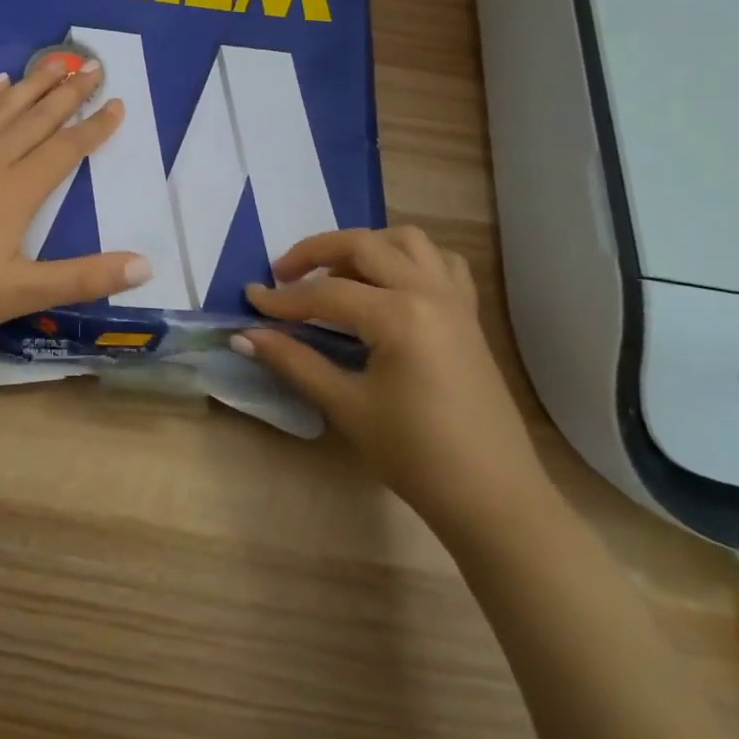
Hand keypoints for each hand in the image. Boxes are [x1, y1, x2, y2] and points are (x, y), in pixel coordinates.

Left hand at [0, 58, 151, 341]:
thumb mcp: (22, 292)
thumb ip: (84, 277)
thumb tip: (145, 265)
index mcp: (18, 190)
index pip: (67, 149)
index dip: (95, 127)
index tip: (118, 103)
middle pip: (38, 119)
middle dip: (69, 93)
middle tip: (94, 66)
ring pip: (3, 110)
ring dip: (32, 85)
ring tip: (55, 63)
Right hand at [237, 227, 551, 529]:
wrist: (493, 498)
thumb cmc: (416, 456)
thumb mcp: (347, 407)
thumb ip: (294, 362)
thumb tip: (245, 337)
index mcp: (398, 315)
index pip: (326, 293)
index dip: (283, 300)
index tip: (250, 300)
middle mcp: (428, 291)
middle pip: (362, 245)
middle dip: (316, 252)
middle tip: (284, 275)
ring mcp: (454, 299)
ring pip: (406, 240)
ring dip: (366, 246)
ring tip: (337, 273)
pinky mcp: (468, 314)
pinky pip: (440, 262)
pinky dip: (410, 259)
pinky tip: (390, 284)